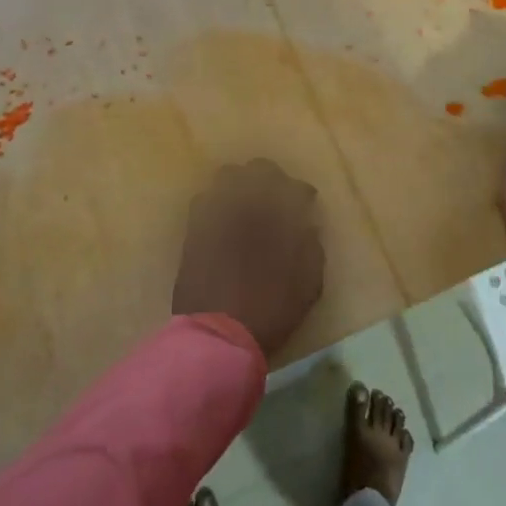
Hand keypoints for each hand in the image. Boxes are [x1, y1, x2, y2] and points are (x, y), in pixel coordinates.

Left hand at [172, 159, 325, 358]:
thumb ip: (312, 248)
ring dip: (239, 185)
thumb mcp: (308, 285)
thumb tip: (308, 228)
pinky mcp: (193, 230)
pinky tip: (223, 219)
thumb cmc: (271, 311)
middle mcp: (244, 205)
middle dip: (270, 177)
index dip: (301, 192)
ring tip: (245, 203)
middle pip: (257, 169)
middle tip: (275, 195)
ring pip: (225, 178)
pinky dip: (216, 203)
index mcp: (277, 216)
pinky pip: (203, 201)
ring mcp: (214, 215)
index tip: (306, 202)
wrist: (218, 336)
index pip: (293, 186)